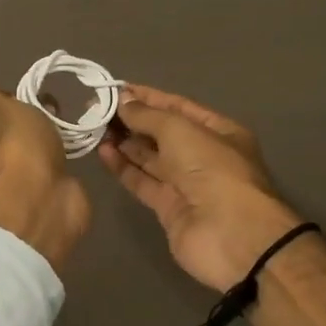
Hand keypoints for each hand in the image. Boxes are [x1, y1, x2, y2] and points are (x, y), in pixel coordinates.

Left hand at [0, 48, 90, 272]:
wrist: (47, 200)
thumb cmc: (19, 147)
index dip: (9, 95)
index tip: (26, 98)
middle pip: (11, 120)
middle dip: (33, 112)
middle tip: (49, 112)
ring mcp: (15, 171)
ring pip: (32, 138)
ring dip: (49, 129)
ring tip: (64, 126)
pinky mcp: (40, 182)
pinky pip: (49, 155)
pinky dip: (60, 147)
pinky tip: (73, 143)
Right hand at [97, 84, 303, 292]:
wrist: (231, 236)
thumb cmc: (213, 169)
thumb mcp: (180, 130)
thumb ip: (148, 115)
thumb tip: (123, 100)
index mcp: (218, 131)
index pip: (177, 107)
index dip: (147, 98)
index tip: (115, 89)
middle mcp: (203, 155)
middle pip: (162, 132)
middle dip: (133, 120)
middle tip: (97, 109)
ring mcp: (186, 184)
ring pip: (150, 157)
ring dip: (124, 142)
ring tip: (93, 127)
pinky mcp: (169, 208)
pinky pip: (143, 181)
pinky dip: (123, 167)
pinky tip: (103, 152)